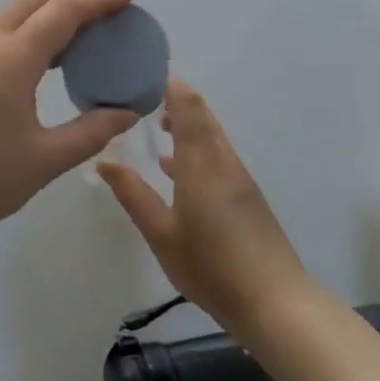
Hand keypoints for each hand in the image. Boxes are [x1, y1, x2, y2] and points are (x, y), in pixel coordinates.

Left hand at [0, 0, 142, 248]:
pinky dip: (30, 28)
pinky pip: (0, 32)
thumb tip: (127, 113)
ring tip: (83, 30)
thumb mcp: (43, 160)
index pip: (62, 10)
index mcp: (12, 58)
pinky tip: (45, 59)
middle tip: (108, 7)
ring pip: (14, 12)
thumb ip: (90, 132)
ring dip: (49, 9)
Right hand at [97, 79, 311, 336]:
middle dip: (176, 101)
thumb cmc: (210, 266)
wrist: (275, 303)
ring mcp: (238, 178)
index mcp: (200, 162)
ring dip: (187, 123)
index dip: (169, 86)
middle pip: (202, 115)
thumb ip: (132, 195)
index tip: (144, 77)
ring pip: (212, 135)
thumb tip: (105, 161)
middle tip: (144, 98)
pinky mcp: (247, 196)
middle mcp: (222, 160)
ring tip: (157, 126)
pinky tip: (176, 169)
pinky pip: (218, 155)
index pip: (187, 107)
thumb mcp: (160, 234)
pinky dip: (197, 147)